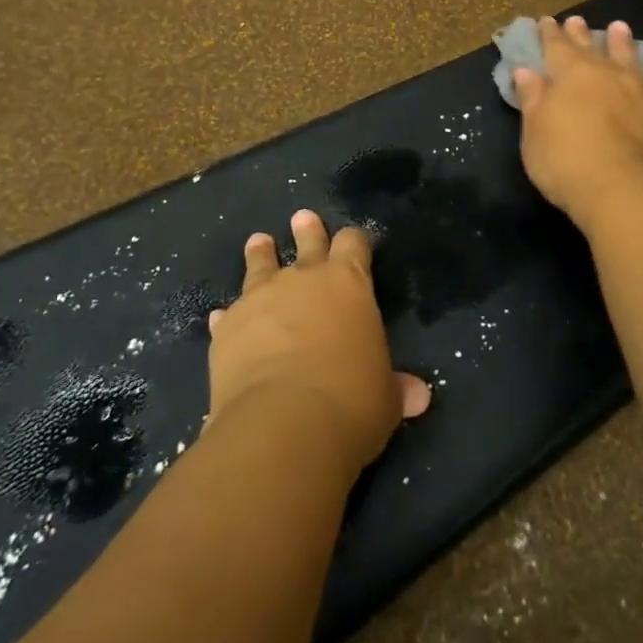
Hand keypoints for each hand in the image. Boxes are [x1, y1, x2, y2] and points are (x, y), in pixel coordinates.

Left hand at [206, 211, 430, 477]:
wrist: (282, 424)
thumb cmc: (350, 402)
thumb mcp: (385, 398)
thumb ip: (397, 388)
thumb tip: (419, 396)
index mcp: (348, 284)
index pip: (354, 244)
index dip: (356, 241)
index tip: (356, 240)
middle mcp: (304, 279)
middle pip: (308, 242)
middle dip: (308, 231)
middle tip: (303, 218)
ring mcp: (260, 298)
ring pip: (260, 264)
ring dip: (262, 254)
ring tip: (260, 241)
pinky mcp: (228, 327)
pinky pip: (229, 314)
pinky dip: (230, 316)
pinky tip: (223, 317)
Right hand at [513, 15, 642, 229]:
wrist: (621, 188)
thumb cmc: (564, 159)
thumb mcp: (534, 130)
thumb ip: (532, 98)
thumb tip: (526, 70)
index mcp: (569, 74)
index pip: (555, 46)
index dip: (548, 34)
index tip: (545, 21)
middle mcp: (604, 73)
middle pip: (590, 47)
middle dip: (580, 34)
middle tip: (577, 20)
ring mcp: (636, 91)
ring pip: (628, 58)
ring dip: (622, 43)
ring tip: (619, 28)